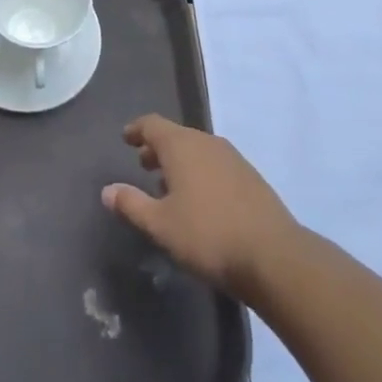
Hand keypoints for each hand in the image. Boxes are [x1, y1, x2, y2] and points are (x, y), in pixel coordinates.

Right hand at [102, 114, 296, 298]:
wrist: (274, 256)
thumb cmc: (208, 236)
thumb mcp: (161, 225)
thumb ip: (132, 204)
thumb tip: (107, 190)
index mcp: (181, 145)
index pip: (152, 124)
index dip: (137, 129)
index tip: (126, 138)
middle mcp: (207, 142)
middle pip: (176, 135)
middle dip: (157, 148)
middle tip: (143, 164)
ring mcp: (233, 158)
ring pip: (198, 150)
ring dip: (180, 161)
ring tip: (168, 185)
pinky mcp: (251, 177)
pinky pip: (216, 164)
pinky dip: (200, 172)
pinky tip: (200, 199)